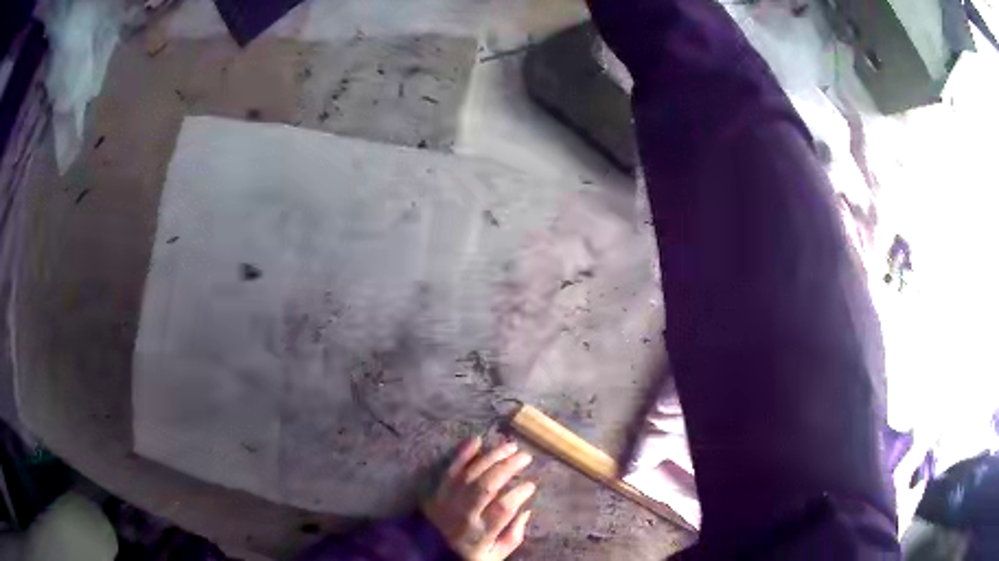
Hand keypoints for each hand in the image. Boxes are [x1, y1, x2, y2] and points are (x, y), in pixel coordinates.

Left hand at [422, 437, 535, 560]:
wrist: (421, 551)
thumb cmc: (463, 554)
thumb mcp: (493, 556)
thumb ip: (513, 537)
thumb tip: (526, 512)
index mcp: (480, 532)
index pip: (503, 507)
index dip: (519, 493)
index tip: (531, 484)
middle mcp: (463, 513)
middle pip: (487, 485)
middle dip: (508, 467)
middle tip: (525, 456)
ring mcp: (447, 499)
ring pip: (470, 472)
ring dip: (491, 456)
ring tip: (509, 445)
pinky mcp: (435, 490)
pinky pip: (448, 468)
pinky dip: (462, 453)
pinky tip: (477, 440)